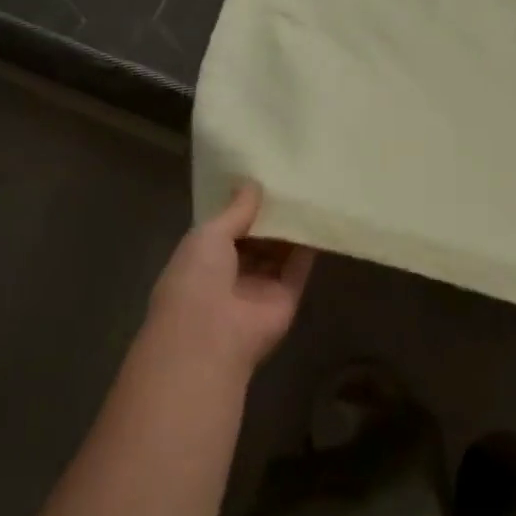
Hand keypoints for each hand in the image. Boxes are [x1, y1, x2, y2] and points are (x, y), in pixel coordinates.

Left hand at [146, 184, 313, 381]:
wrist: (211, 336)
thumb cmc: (197, 278)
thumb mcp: (208, 234)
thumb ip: (235, 210)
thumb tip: (253, 183)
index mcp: (203, 259)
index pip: (226, 229)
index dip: (242, 206)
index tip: (260, 179)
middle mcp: (232, 274)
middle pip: (256, 240)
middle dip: (269, 215)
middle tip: (290, 180)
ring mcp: (260, 288)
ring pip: (279, 252)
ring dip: (290, 228)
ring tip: (308, 192)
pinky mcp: (286, 298)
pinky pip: (299, 267)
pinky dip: (308, 246)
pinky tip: (318, 217)